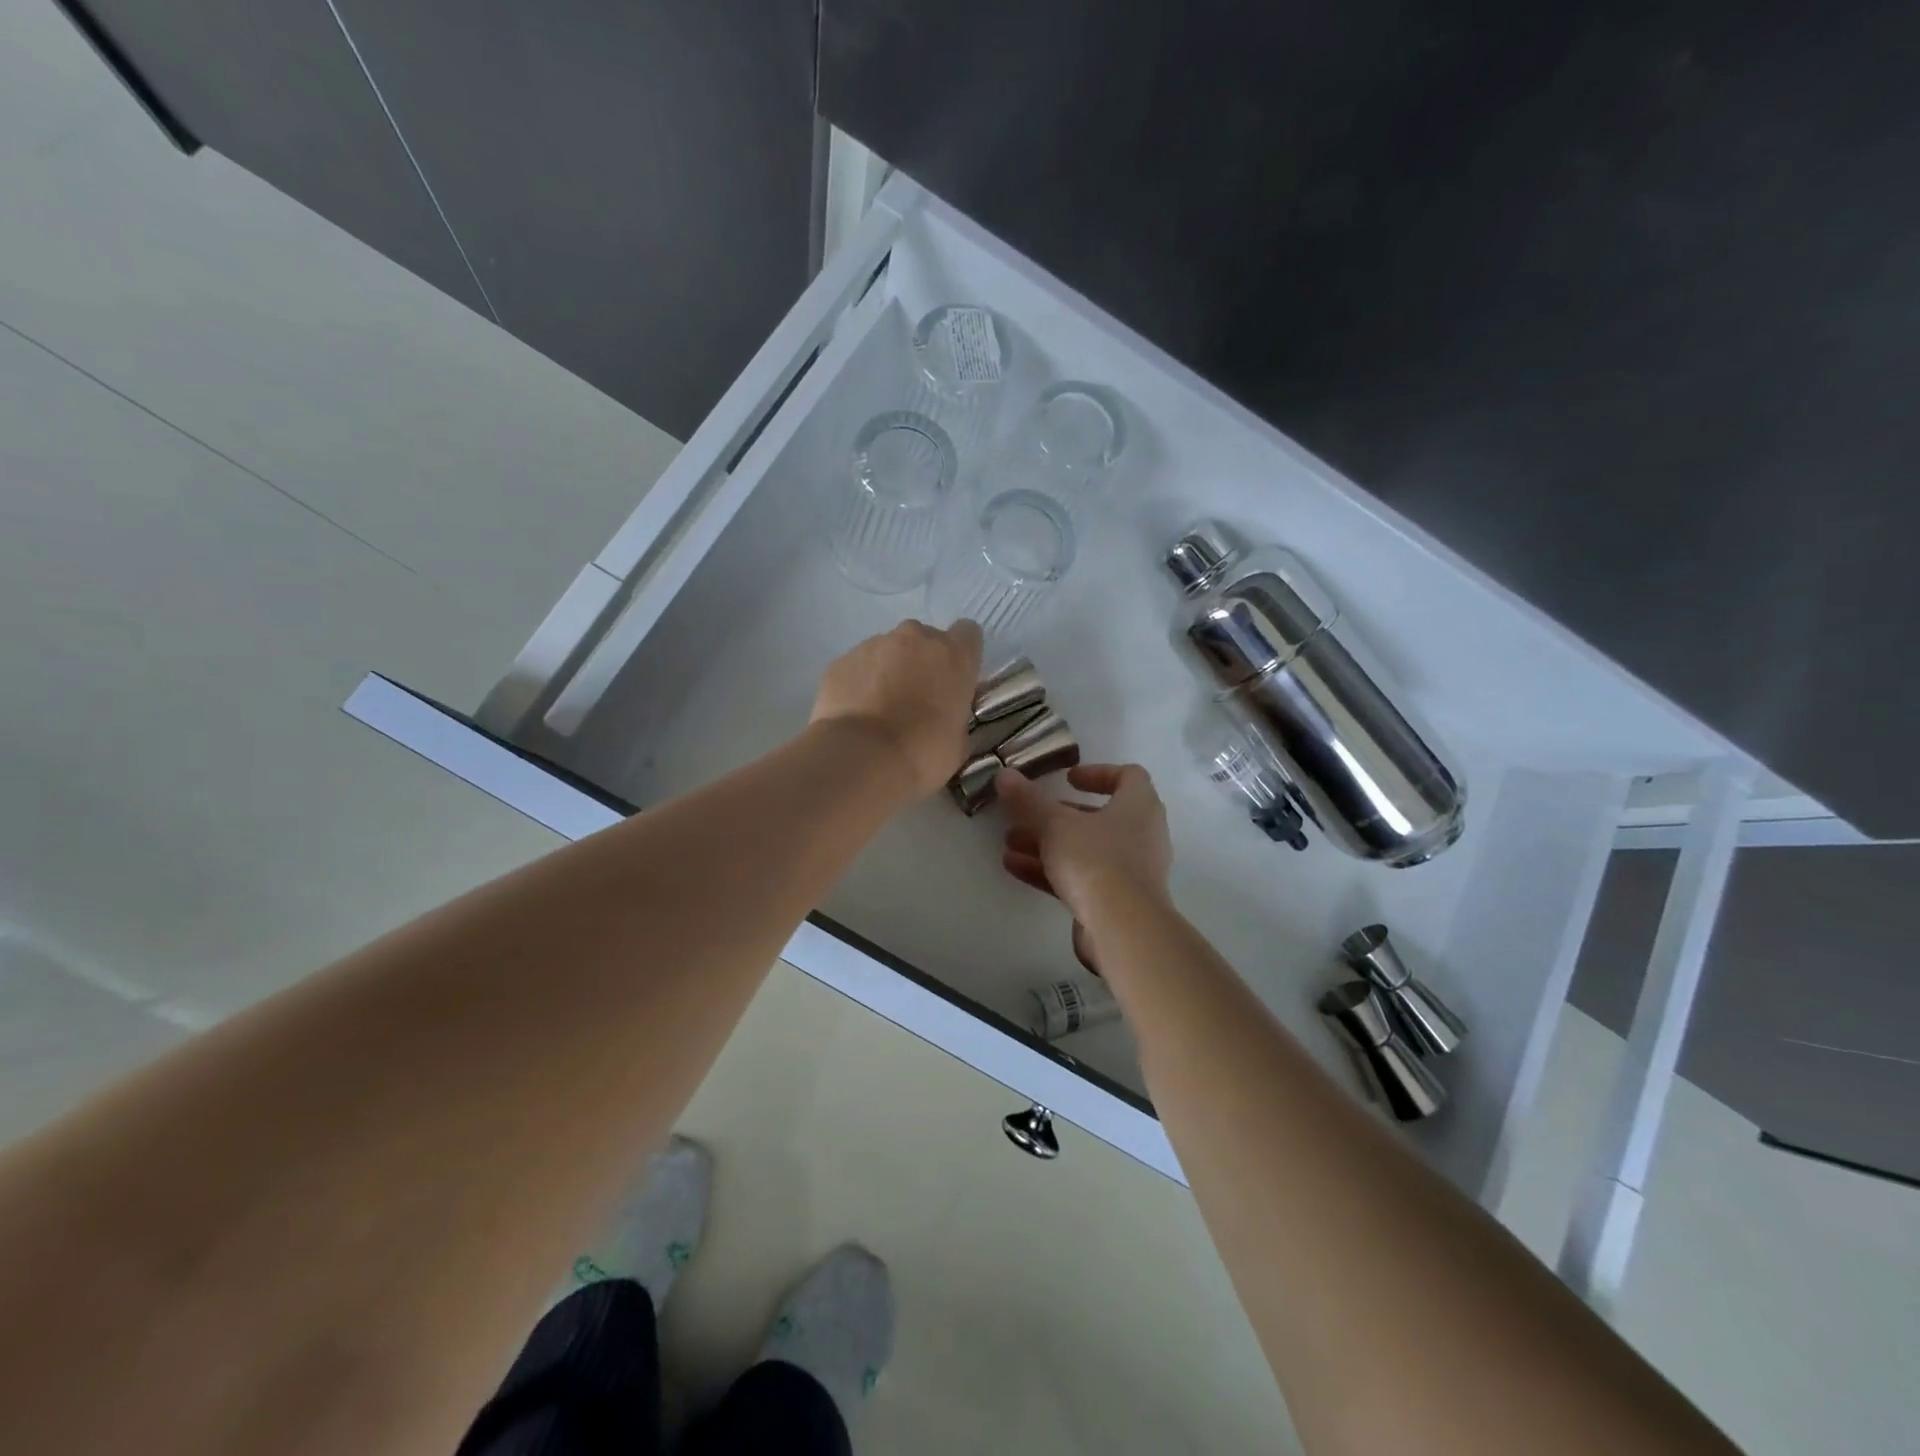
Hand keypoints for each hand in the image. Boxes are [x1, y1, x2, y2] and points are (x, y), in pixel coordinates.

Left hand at [811, 619, 983, 798]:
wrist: (861, 758)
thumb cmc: (922, 752)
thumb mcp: (958, 741)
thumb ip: (954, 714)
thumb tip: (943, 714)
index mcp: (953, 655)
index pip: (967, 634)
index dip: (961, 656)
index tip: (954, 681)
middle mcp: (915, 638)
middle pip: (924, 640)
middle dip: (922, 663)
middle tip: (916, 700)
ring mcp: (874, 645)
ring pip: (888, 651)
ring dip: (889, 672)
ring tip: (880, 711)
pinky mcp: (841, 660)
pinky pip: (858, 666)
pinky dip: (860, 684)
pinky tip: (857, 715)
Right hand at [996, 764, 1173, 938]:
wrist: (1123, 930)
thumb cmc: (1095, 861)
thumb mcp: (1054, 825)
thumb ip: (1028, 800)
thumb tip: (1004, 774)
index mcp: (1139, 807)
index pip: (1128, 776)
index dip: (1098, 773)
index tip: (1067, 778)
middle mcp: (1141, 835)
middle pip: (1098, 817)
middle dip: (1057, 815)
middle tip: (1026, 815)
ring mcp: (1130, 871)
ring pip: (1085, 849)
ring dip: (1048, 844)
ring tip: (1010, 843)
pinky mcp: (1117, 901)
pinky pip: (1081, 877)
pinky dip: (1052, 870)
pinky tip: (1015, 868)